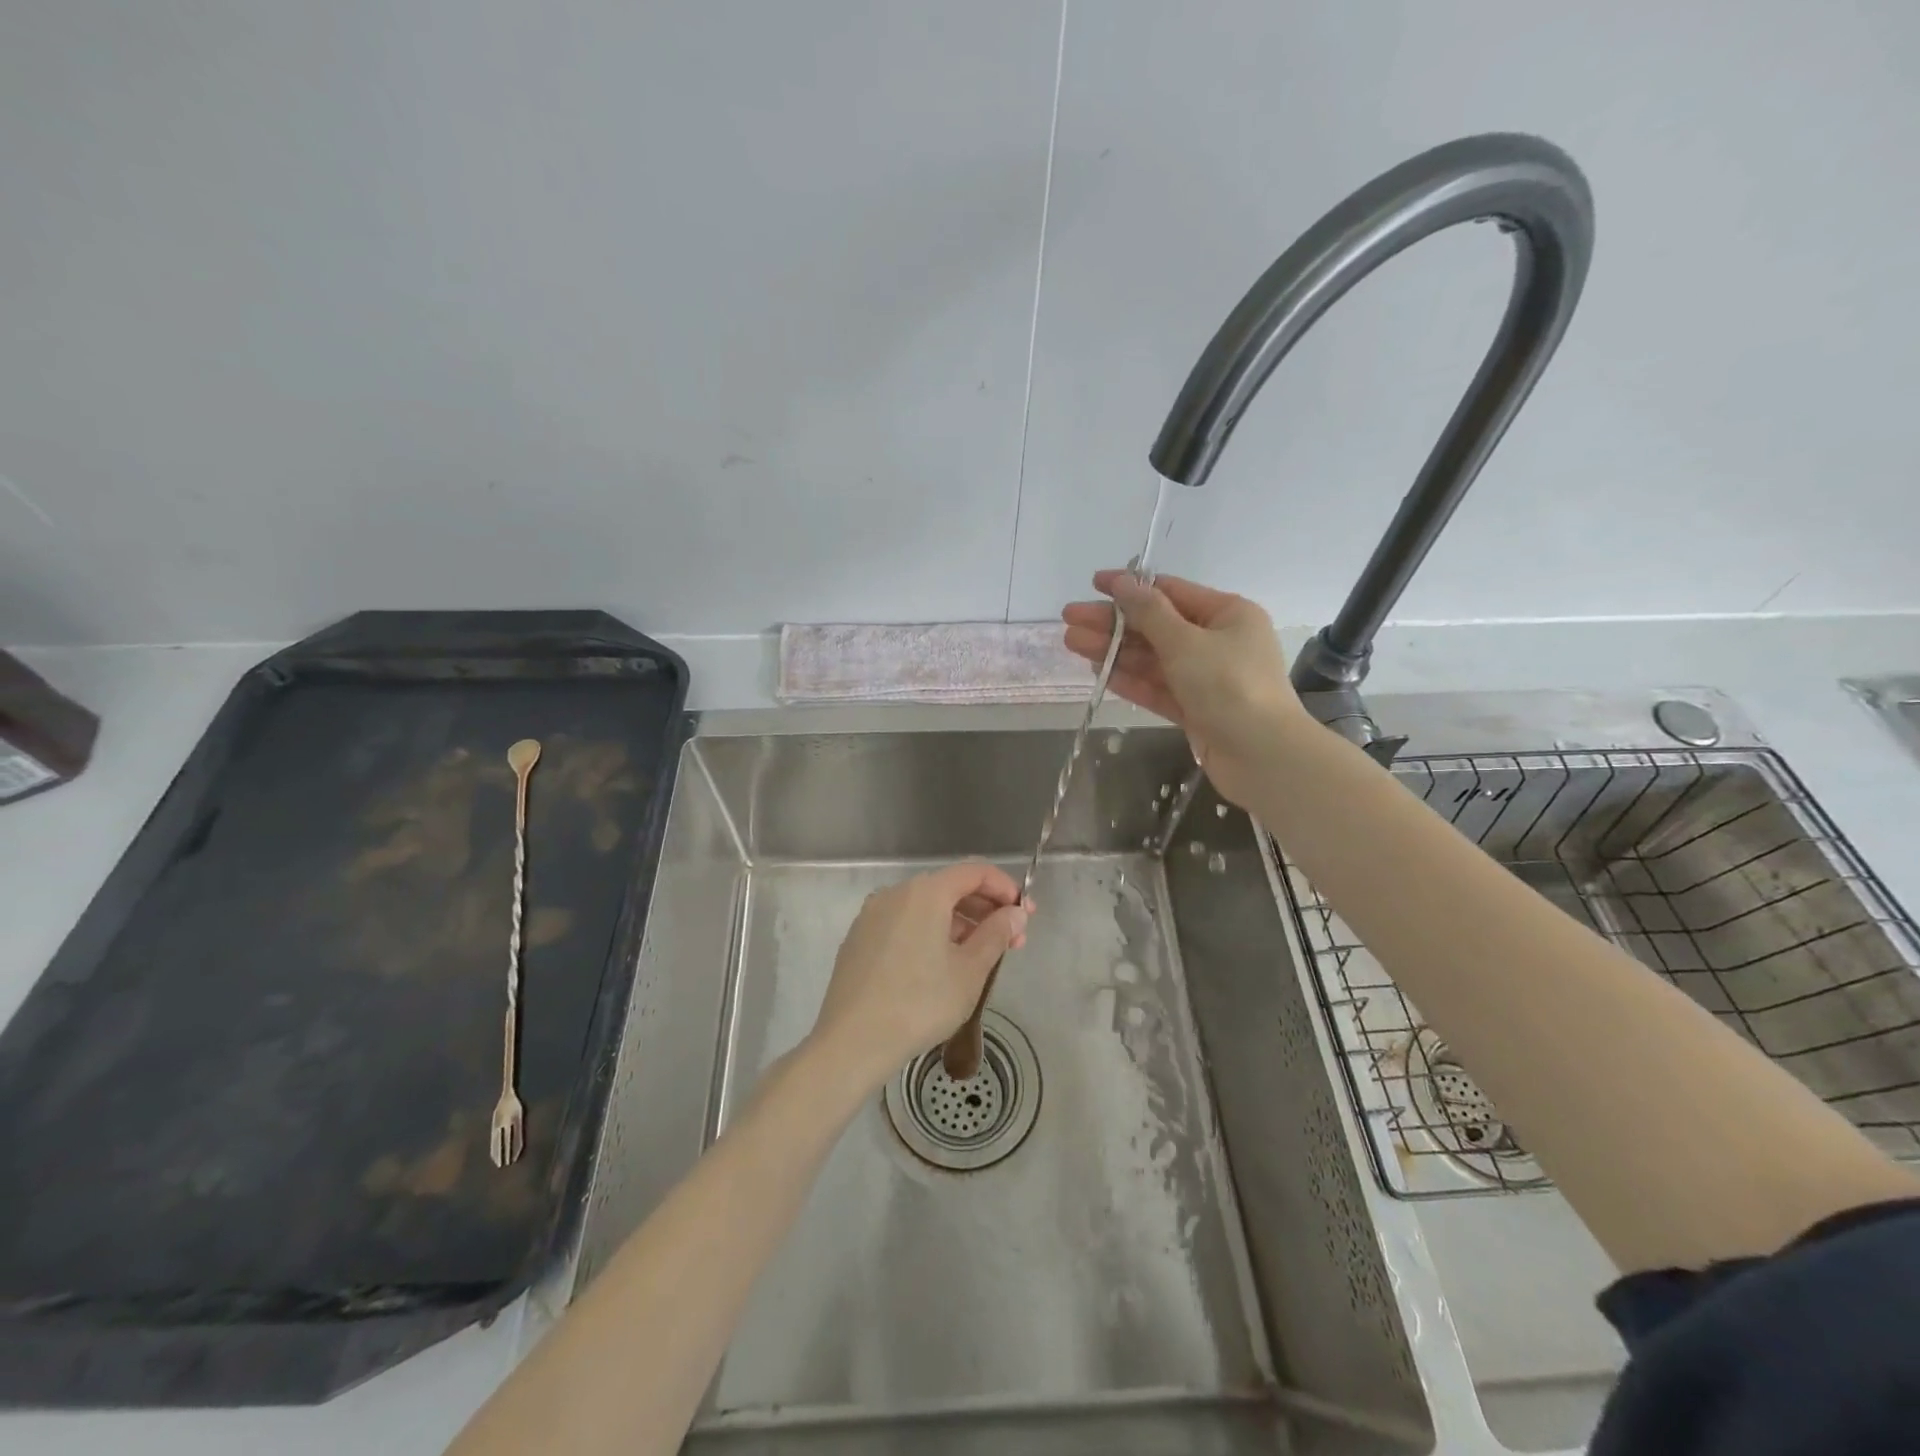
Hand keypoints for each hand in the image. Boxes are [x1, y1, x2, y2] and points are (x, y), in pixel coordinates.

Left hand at [809, 862, 1031, 1087]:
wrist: (852, 1042)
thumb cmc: (920, 1003)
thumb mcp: (970, 970)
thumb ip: (997, 933)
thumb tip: (1015, 913)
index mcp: (925, 892)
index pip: (974, 872)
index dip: (1005, 888)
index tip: (1026, 915)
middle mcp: (895, 893)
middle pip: (950, 887)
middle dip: (985, 910)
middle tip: (1012, 941)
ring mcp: (872, 915)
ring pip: (926, 907)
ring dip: (959, 924)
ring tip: (981, 957)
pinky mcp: (859, 939)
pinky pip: (905, 923)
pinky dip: (930, 933)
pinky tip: (941, 965)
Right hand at [1062, 570, 1303, 806]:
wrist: (1262, 756)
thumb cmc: (1229, 686)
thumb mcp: (1186, 642)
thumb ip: (1149, 613)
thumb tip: (1122, 582)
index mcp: (1227, 614)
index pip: (1170, 592)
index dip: (1130, 587)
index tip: (1093, 584)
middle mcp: (1217, 641)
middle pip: (1156, 626)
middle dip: (1113, 623)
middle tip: (1069, 619)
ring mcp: (1206, 678)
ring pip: (1152, 658)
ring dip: (1114, 650)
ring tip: (1072, 643)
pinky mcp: (1195, 709)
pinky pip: (1157, 687)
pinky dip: (1130, 679)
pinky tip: (1098, 672)